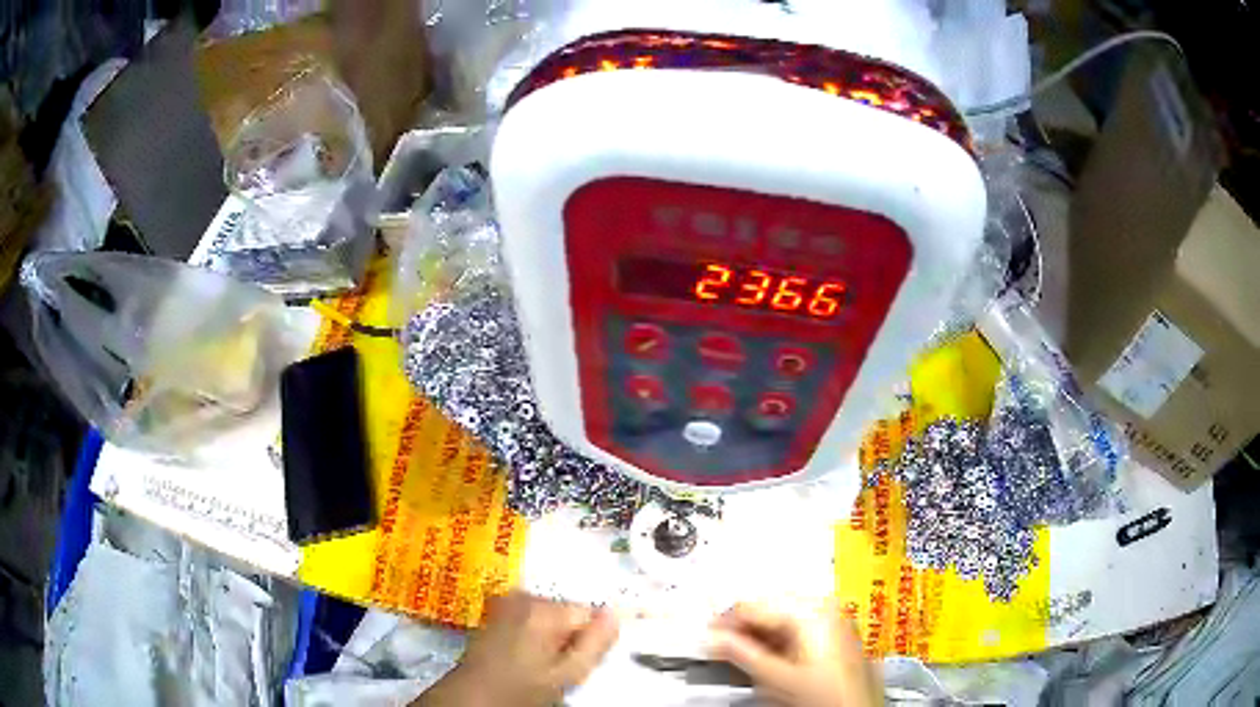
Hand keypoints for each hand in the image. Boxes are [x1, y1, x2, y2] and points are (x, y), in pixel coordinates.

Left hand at [417, 592, 619, 706]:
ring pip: (549, 612)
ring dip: (552, 633)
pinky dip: (534, 628)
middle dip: (570, 633)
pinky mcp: (496, 608)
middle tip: (558, 664)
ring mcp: (507, 600)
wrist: (471, 695)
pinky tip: (525, 652)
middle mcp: (526, 596)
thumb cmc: (521, 689)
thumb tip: (616, 613)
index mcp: (546, 610)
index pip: (590, 612)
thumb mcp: (567, 674)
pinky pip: (530, 613)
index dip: (591, 637)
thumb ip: (596, 643)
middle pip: (568, 610)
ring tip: (538, 661)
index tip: (579, 658)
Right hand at [707, 602, 880, 706]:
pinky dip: (777, 642)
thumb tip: (712, 637)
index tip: (706, 635)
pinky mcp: (835, 634)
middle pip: (770, 609)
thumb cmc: (827, 695)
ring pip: (782, 620)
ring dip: (758, 636)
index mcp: (812, 609)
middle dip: (743, 628)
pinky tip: (765, 657)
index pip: (755, 605)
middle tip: (718, 645)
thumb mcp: (775, 676)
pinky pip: (797, 629)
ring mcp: (833, 619)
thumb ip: (740, 653)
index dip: (725, 622)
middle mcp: (826, 606)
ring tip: (738, 654)